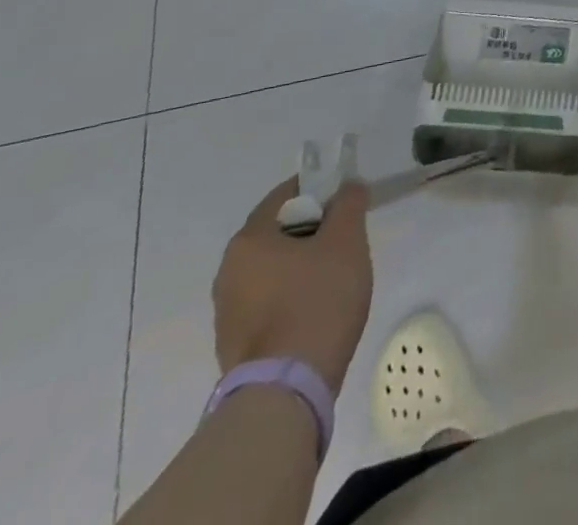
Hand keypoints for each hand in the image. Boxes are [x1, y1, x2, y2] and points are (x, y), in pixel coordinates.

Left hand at [213, 177, 372, 395]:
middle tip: (347, 238)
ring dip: (303, 264)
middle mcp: (228, 271)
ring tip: (338, 277)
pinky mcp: (235, 344)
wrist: (286, 390)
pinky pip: (269, 301)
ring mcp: (227, 312)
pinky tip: (319, 310)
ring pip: (274, 268)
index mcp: (249, 240)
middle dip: (314, 229)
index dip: (320, 189)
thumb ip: (349, 204)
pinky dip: (293, 296)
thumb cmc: (317, 300)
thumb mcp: (346, 240)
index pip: (285, 195)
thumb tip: (347, 187)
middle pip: (279, 232)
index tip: (347, 200)